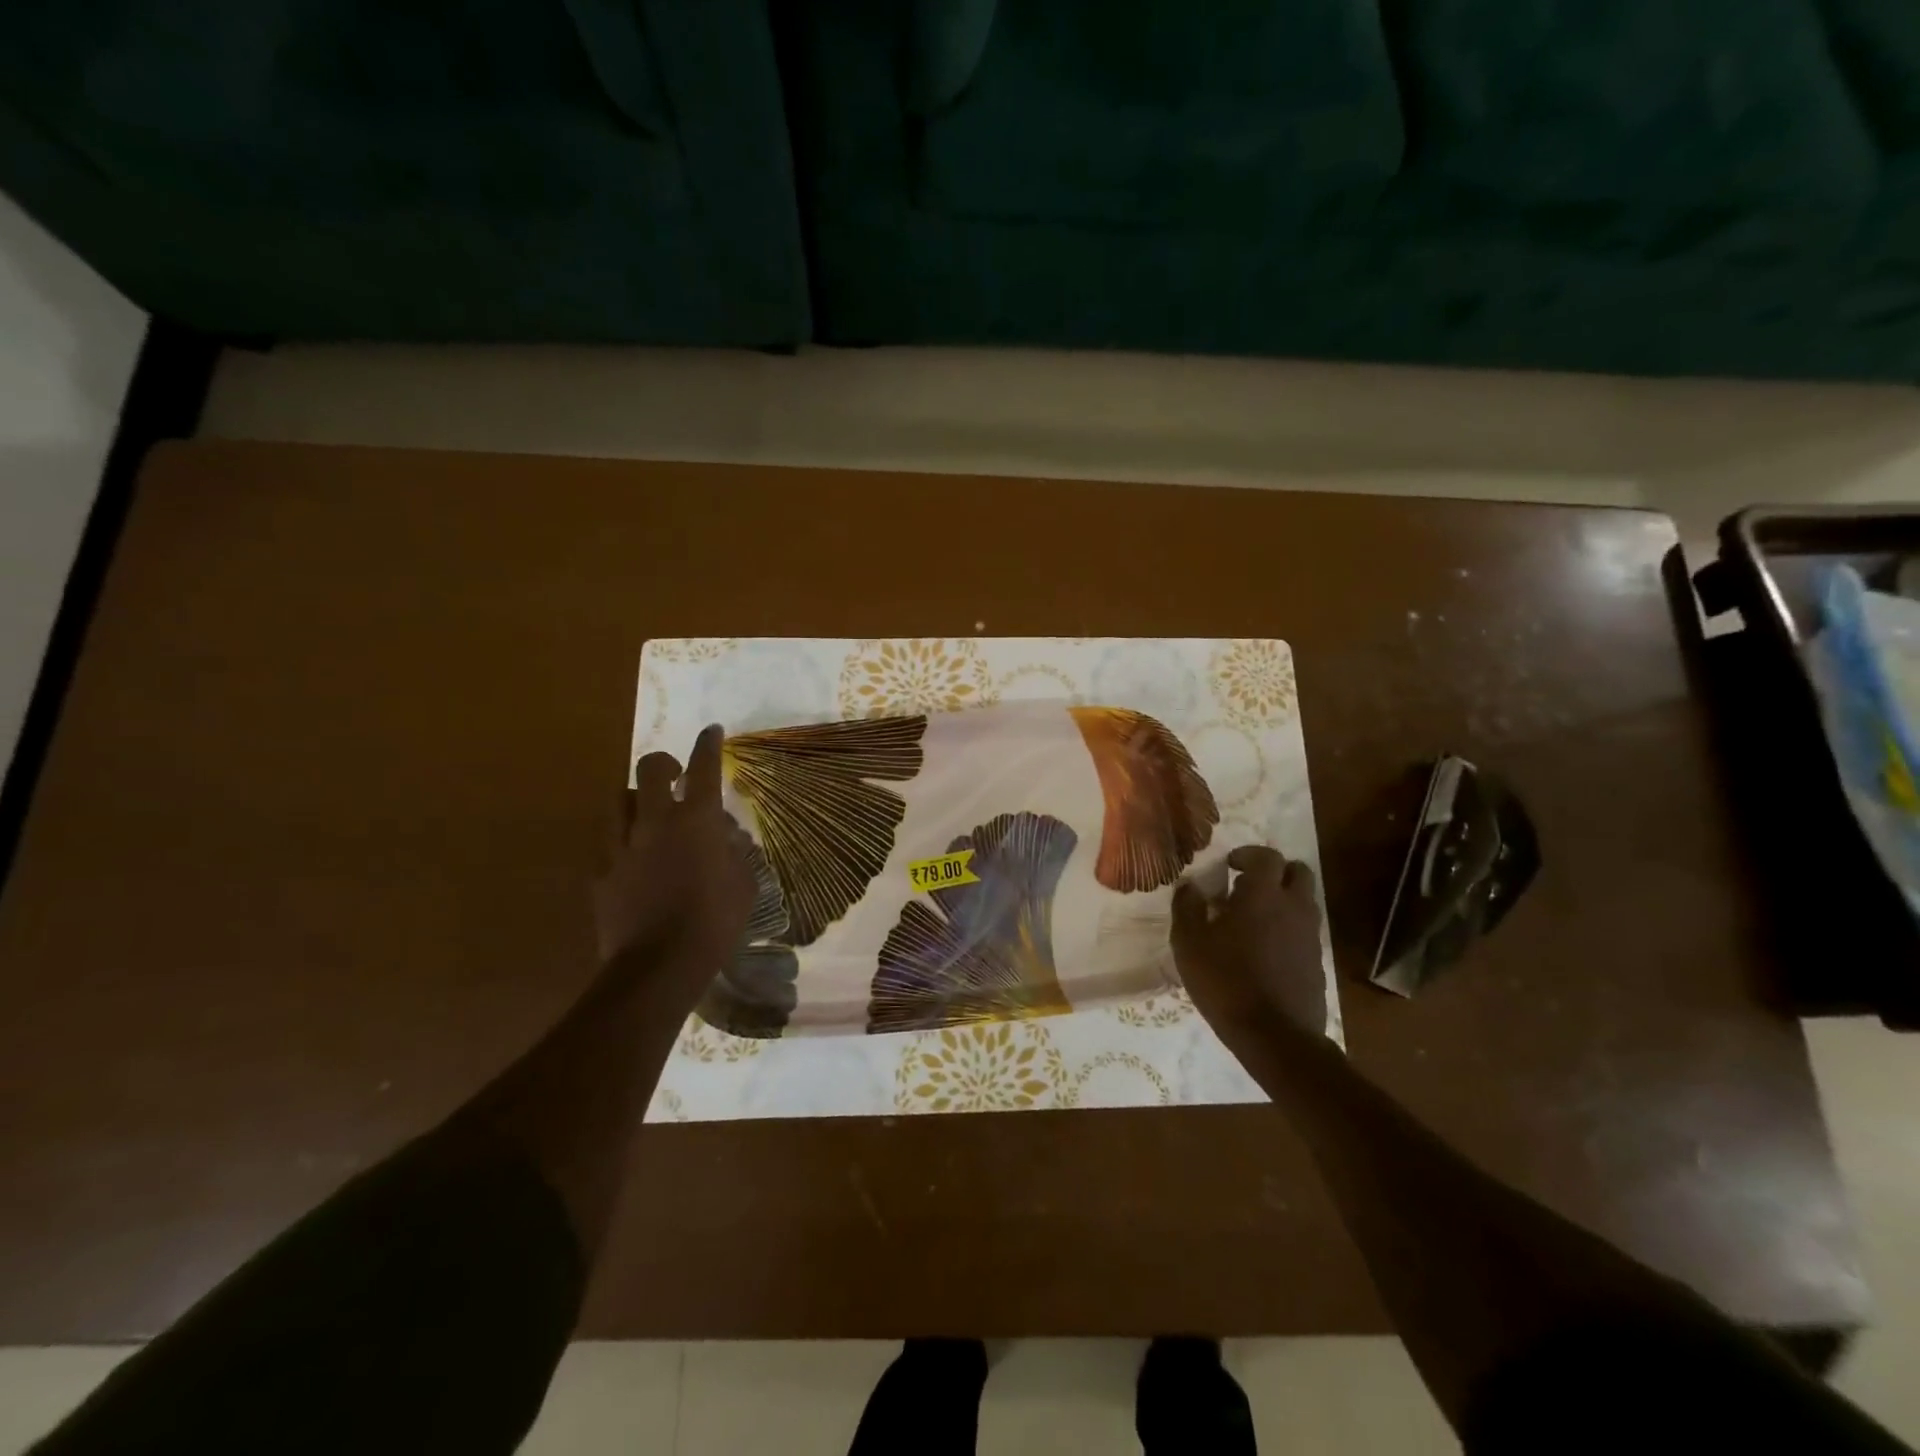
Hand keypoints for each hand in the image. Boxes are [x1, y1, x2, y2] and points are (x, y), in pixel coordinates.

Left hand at [593, 724, 756, 998]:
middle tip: (675, 776)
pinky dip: (620, 840)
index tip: (711, 731)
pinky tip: (630, 856)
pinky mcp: (600, 871)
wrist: (659, 965)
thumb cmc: (715, 922)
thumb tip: (724, 834)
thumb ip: (735, 851)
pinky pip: (606, 842)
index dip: (708, 745)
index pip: (704, 768)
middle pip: (652, 769)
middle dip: (665, 763)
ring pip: (620, 799)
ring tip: (647, 813)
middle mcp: (657, 822)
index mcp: (697, 821)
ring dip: (637, 799)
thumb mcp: (744, 883)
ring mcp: (622, 845)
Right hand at [1172, 845, 1326, 1045]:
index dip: (1248, 854)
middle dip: (1275, 871)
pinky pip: (1305, 931)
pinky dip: (1288, 928)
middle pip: (1298, 872)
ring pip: (1304, 901)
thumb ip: (1187, 907)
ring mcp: (1310, 935)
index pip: (1266, 856)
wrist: (1274, 1035)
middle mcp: (1293, 907)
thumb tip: (1189, 886)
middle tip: (1248, 885)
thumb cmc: (1225, 980)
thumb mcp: (1189, 942)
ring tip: (1253, 918)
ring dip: (1283, 899)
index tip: (1229, 865)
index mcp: (1263, 894)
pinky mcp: (1317, 962)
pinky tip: (1265, 949)